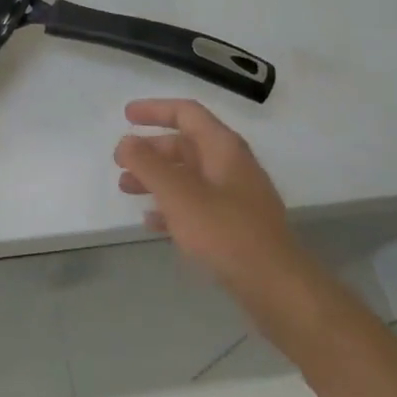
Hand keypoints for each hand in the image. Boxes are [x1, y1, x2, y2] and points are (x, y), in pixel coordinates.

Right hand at [115, 99, 303, 294]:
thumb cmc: (225, 231)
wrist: (276, 287)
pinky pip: (197, 205)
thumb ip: (148, 164)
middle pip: (186, 145)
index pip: (186, 113)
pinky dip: (172, 207)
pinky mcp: (235, 227)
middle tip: (120, 161)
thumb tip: (127, 142)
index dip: (155, 109)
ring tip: (126, 189)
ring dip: (156, 178)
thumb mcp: (179, 194)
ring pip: (189, 176)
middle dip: (151, 150)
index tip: (126, 116)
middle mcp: (231, 166)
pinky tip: (152, 223)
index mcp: (223, 147)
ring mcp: (236, 197)